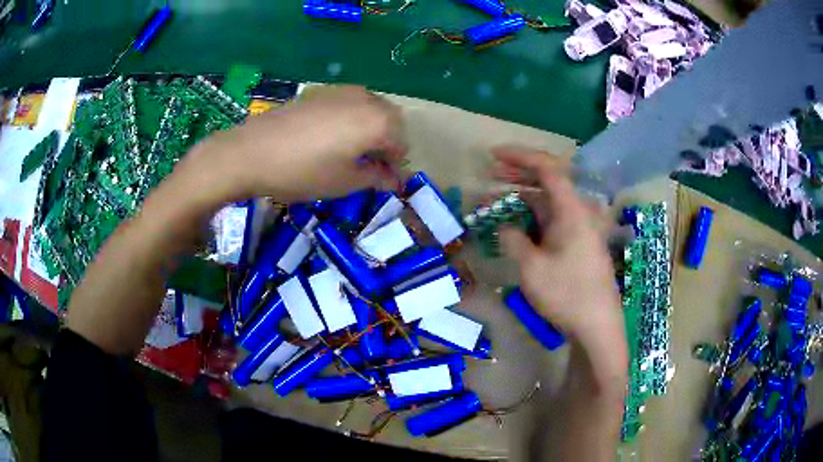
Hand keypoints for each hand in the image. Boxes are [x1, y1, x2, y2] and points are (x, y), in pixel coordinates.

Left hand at [187, 86, 405, 202]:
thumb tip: (392, 179)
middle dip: (386, 145)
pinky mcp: (321, 92)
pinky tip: (332, 138)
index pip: (400, 145)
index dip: (396, 167)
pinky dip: (352, 120)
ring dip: (370, 130)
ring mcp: (342, 91)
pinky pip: (349, 104)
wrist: (251, 151)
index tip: (387, 184)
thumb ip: (375, 177)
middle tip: (371, 169)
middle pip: (390, 121)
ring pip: (370, 110)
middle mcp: (366, 98)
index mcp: (378, 121)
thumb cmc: (302, 171)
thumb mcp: (344, 182)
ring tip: (352, 154)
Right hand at [492, 146, 621, 344]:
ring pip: (550, 202)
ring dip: (524, 197)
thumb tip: (505, 226)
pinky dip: (535, 216)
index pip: (546, 168)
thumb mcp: (531, 267)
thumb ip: (513, 239)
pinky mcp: (580, 243)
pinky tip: (518, 223)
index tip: (492, 156)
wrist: (596, 324)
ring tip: (498, 199)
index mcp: (572, 209)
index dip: (519, 156)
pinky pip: (555, 219)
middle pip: (549, 181)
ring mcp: (581, 228)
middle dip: (519, 174)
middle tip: (491, 174)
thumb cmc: (566, 293)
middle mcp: (579, 212)